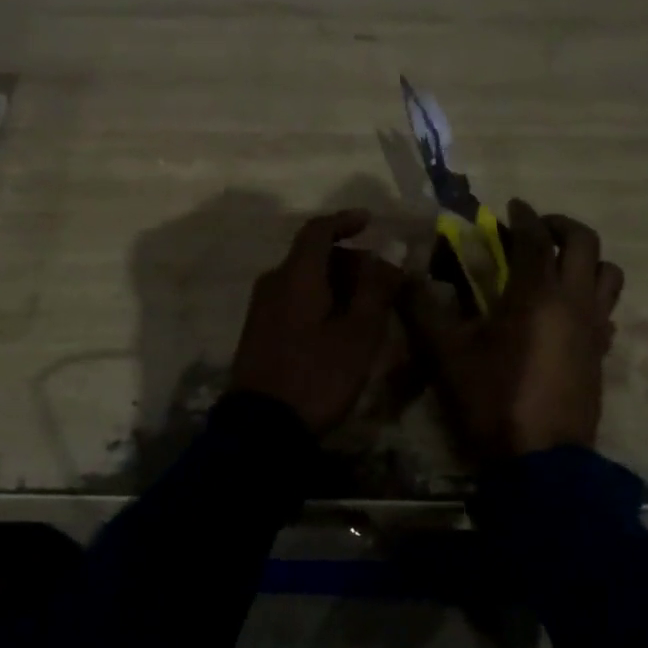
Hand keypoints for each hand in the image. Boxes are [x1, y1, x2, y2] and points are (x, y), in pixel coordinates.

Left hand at [230, 209, 403, 434]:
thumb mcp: (358, 335)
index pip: (318, 230)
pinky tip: (338, 325)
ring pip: (302, 278)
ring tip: (366, 307)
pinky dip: (318, 299)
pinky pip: (292, 298)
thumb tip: (389, 255)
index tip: (370, 221)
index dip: (345, 221)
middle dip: (348, 259)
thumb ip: (376, 290)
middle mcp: (273, 282)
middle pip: (312, 255)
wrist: (262, 426)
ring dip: (335, 282)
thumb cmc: (317, 376)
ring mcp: (261, 308)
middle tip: (381, 280)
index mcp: (296, 276)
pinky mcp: (258, 330)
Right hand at [405, 200, 623, 459]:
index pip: (536, 237)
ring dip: (586, 259)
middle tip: (536, 228)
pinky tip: (567, 312)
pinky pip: (606, 310)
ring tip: (557, 266)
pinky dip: (591, 297)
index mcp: (536, 293)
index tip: (511, 205)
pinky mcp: (601, 353)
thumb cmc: (492, 398)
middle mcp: (574, 300)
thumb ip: (421, 309)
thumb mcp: (445, 354)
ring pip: (608, 274)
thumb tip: (400, 277)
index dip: (523, 216)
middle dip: (561, 226)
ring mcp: (595, 328)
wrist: (540, 459)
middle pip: (585, 243)